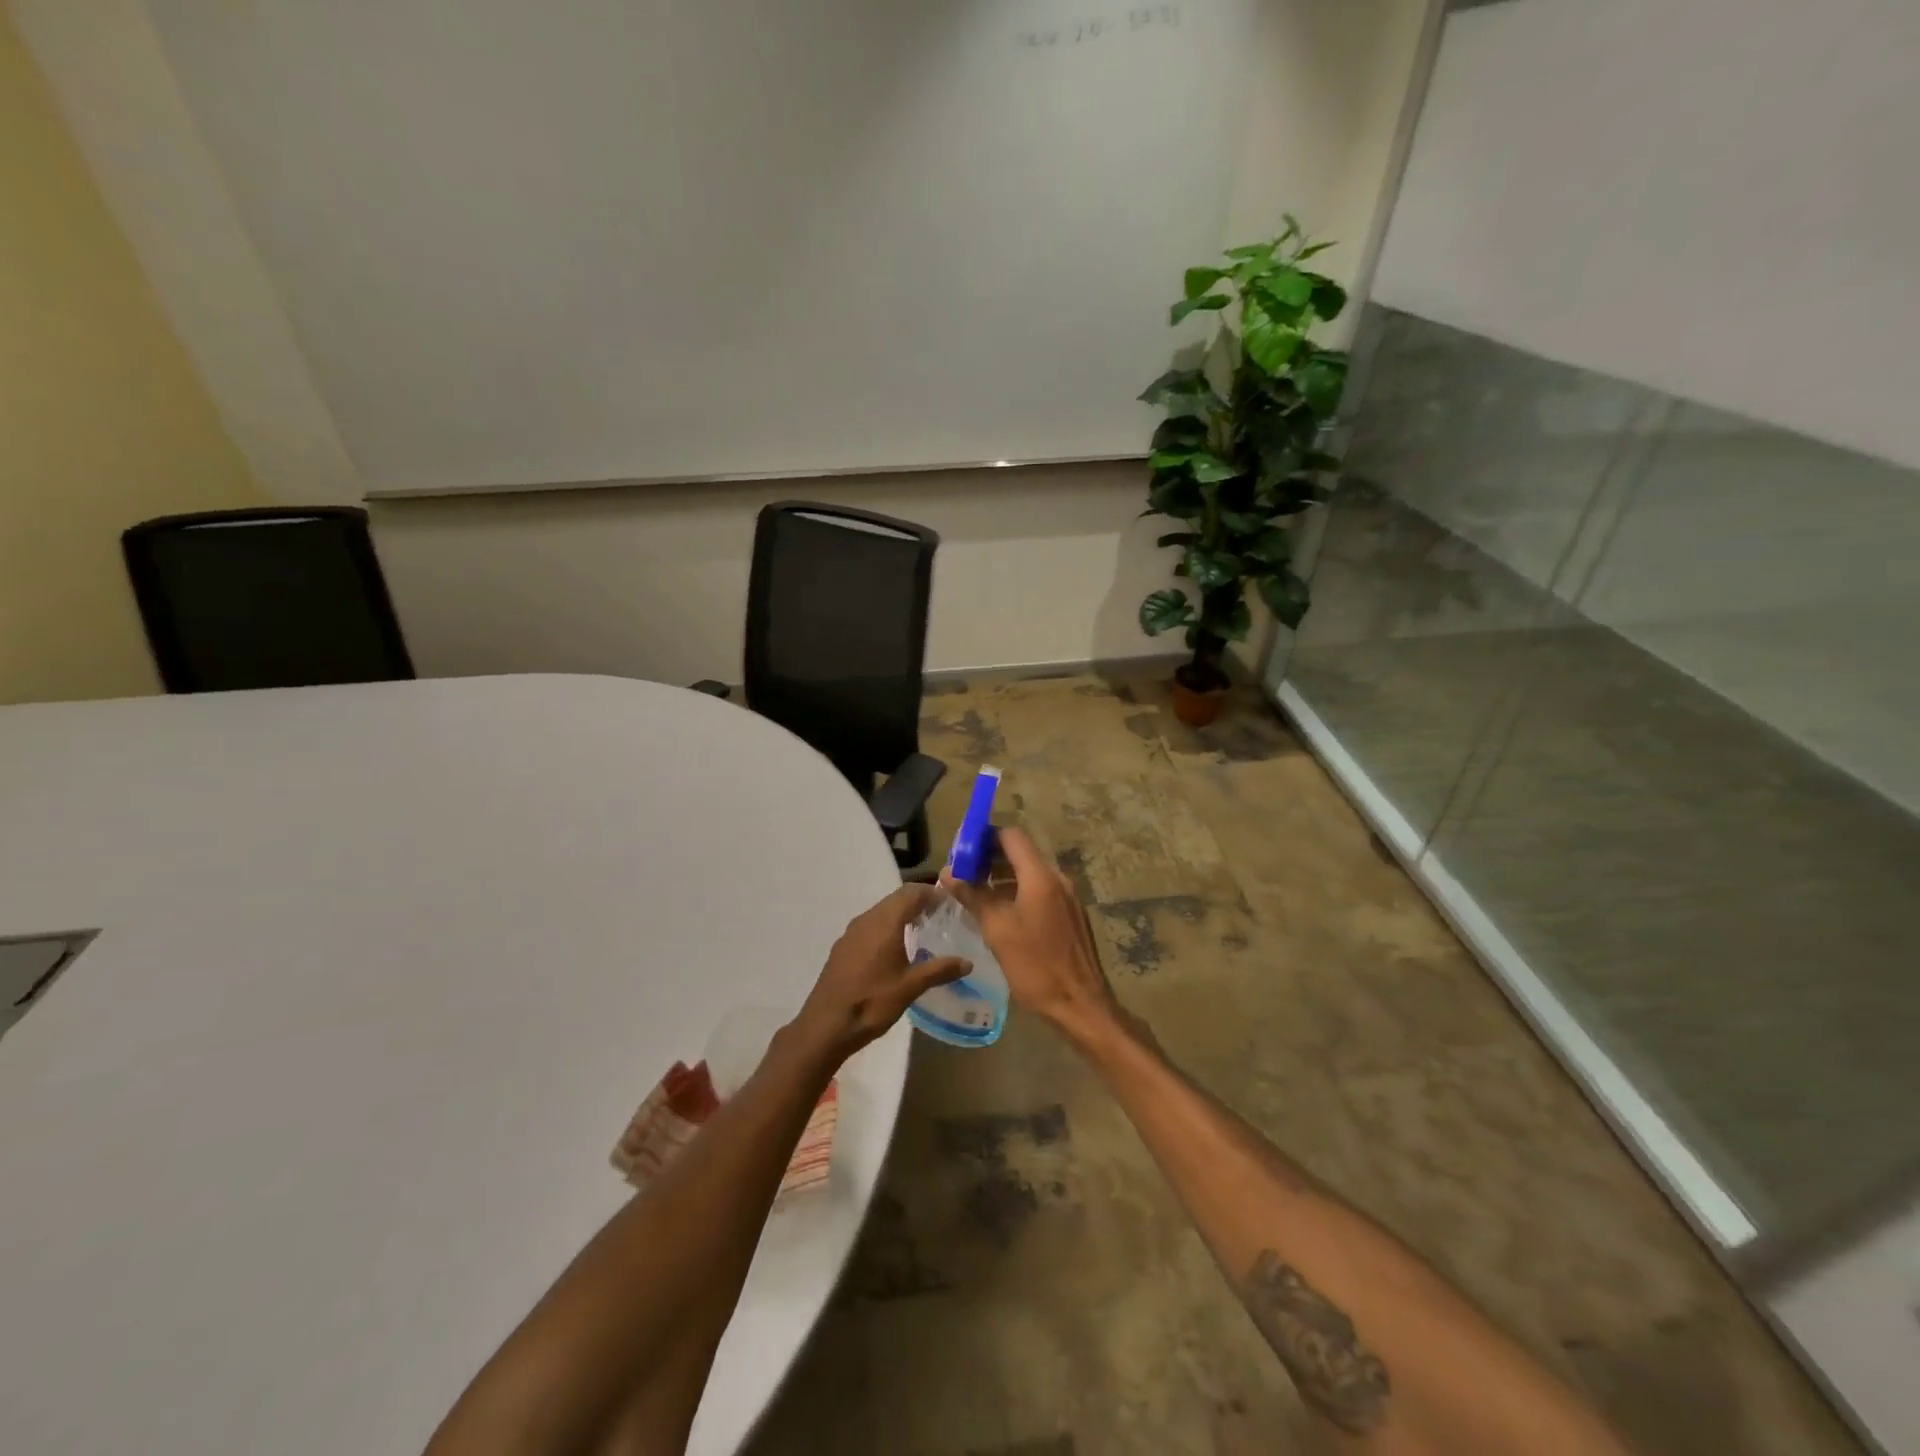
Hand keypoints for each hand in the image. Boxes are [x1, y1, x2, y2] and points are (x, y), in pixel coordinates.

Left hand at [791, 884, 970, 1063]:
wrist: (825, 1026)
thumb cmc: (871, 1002)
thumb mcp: (911, 987)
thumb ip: (940, 970)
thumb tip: (967, 962)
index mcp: (884, 922)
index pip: (911, 892)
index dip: (931, 893)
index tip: (950, 902)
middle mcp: (866, 920)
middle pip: (896, 899)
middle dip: (919, 902)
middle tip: (941, 916)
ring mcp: (851, 933)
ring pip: (881, 912)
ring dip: (902, 914)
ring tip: (922, 931)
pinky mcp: (843, 947)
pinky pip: (870, 926)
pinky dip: (887, 927)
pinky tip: (896, 950)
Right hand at [944, 826, 1117, 1042]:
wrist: (1080, 1005)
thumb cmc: (1035, 966)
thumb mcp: (997, 930)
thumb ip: (973, 895)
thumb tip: (948, 871)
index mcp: (1040, 876)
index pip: (1011, 836)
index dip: (984, 837)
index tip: (961, 852)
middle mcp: (1058, 879)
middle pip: (1021, 853)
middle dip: (990, 859)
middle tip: (963, 875)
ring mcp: (1068, 898)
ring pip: (1030, 874)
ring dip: (1003, 878)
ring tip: (976, 896)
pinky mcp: (1071, 916)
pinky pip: (1040, 892)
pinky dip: (1018, 894)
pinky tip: (1001, 916)